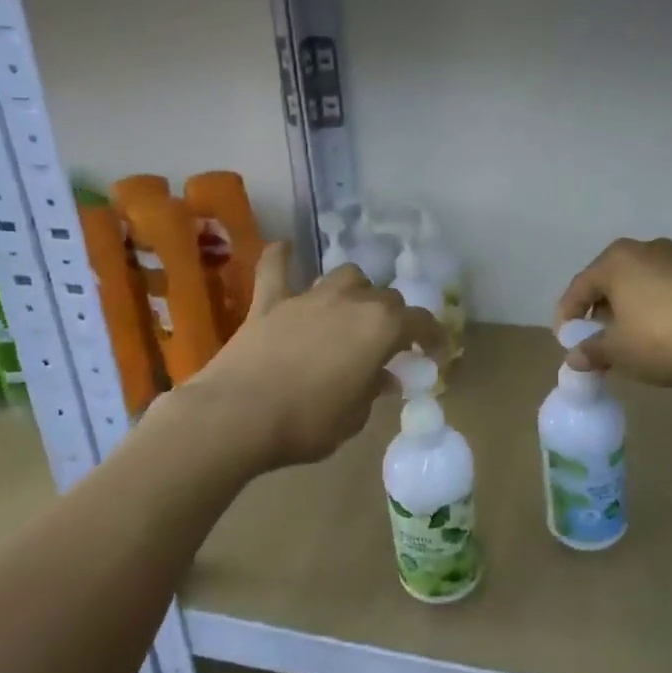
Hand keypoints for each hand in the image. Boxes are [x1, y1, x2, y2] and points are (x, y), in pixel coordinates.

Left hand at [191, 242, 442, 471]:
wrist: (237, 416)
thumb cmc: (306, 423)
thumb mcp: (353, 418)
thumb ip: (372, 391)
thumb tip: (381, 378)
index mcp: (381, 328)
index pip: (421, 322)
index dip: (433, 337)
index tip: (434, 354)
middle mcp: (351, 301)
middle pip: (385, 298)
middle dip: (392, 318)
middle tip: (387, 344)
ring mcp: (309, 297)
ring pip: (345, 276)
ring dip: (354, 290)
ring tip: (350, 310)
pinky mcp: (270, 302)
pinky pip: (276, 268)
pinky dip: (282, 258)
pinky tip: (285, 249)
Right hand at [554, 237, 671, 386]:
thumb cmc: (662, 337)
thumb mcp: (619, 352)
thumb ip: (593, 351)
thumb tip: (575, 357)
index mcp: (615, 262)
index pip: (580, 287)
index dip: (568, 315)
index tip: (567, 342)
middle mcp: (646, 250)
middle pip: (615, 280)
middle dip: (605, 308)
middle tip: (602, 340)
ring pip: (654, 277)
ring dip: (643, 297)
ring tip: (639, 326)